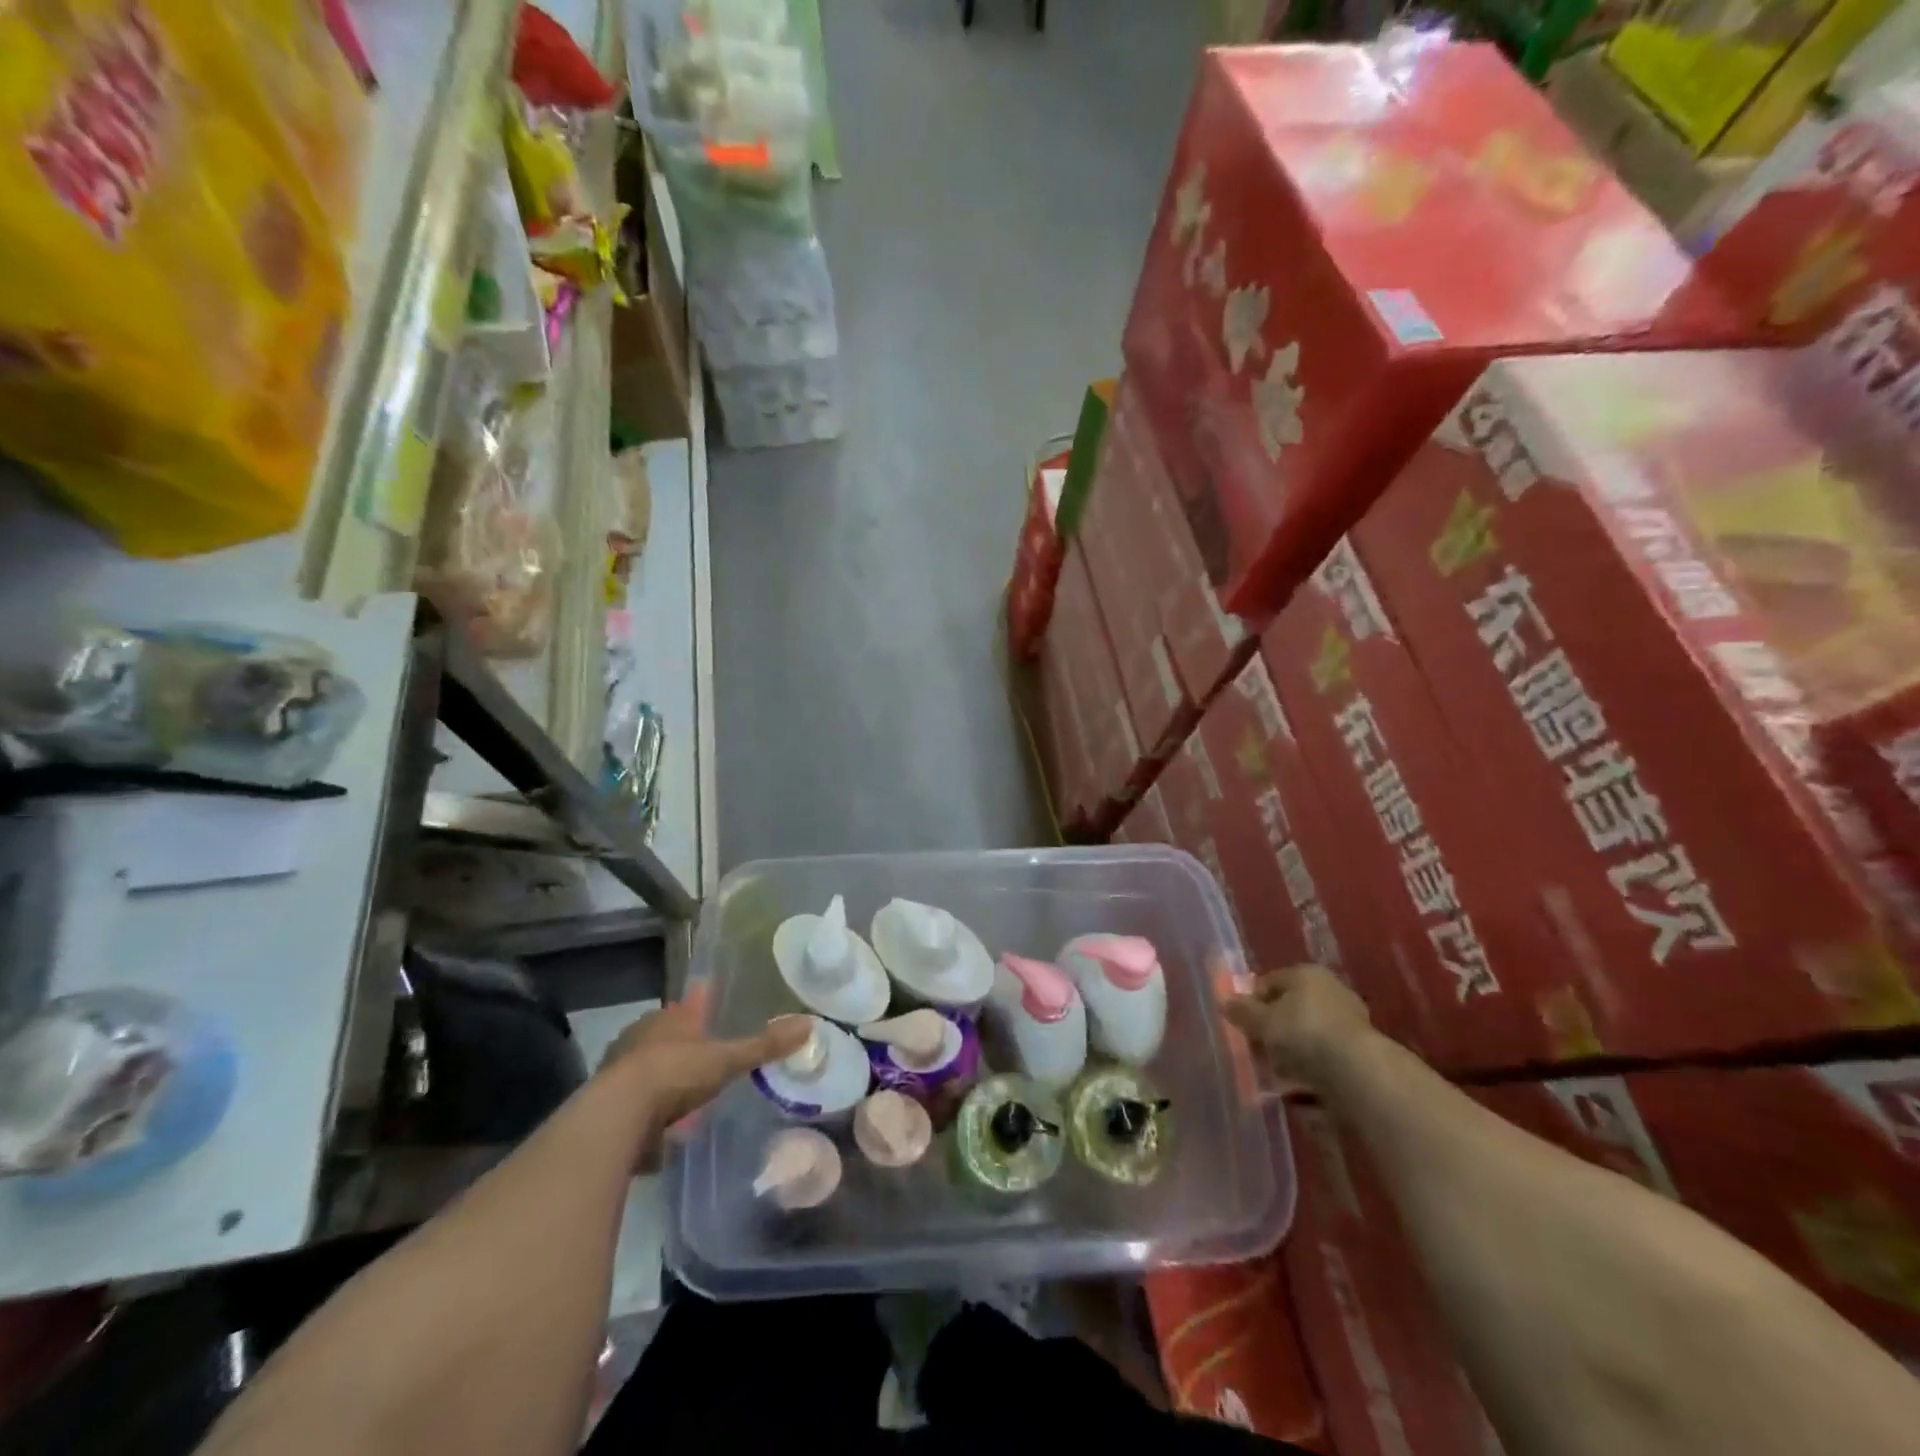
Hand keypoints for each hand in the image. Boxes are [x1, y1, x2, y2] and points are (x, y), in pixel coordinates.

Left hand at [599, 988, 810, 1166]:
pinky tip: (657, 1129)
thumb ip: (764, 1045)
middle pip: (665, 1034)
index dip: (699, 1007)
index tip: (707, 1008)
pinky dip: (644, 1111)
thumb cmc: (675, 1073)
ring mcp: (619, 1068)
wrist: (616, 1116)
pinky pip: (631, 1102)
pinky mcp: (604, 1103)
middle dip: (680, 1043)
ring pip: (645, 1067)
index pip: (688, 1006)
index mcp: (670, 1019)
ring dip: (660, 1077)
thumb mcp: (726, 1060)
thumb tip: (809, 1023)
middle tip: (701, 1055)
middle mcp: (641, 1035)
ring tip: (682, 1094)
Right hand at [1221, 964, 1373, 1087]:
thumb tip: (1224, 1000)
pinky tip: (1299, 1093)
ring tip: (1275, 1080)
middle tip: (1256, 1055)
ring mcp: (1348, 1024)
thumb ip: (1242, 1011)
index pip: (1269, 983)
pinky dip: (1310, 1074)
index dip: (1251, 1004)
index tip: (1240, 1028)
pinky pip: (1324, 1061)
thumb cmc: (1303, 1033)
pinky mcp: (1360, 1055)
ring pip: (1306, 1039)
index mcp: (1306, 974)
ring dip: (1289, 1057)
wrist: (1358, 1073)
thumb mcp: (1262, 1021)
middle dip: (1271, 1034)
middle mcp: (1330, 992)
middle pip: (1289, 1012)